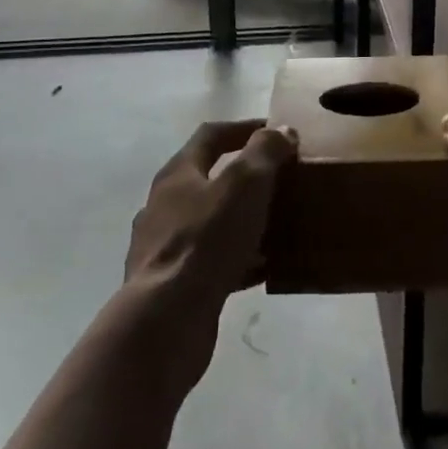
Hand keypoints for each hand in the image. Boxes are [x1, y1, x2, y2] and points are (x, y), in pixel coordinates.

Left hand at [123, 119, 295, 390]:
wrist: (166, 320)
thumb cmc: (207, 240)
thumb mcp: (245, 183)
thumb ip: (265, 151)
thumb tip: (281, 131)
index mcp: (177, 174)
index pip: (212, 135)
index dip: (246, 128)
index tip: (278, 131)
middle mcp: (164, 205)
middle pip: (210, 179)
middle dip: (248, 177)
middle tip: (283, 179)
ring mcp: (164, 248)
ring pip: (213, 223)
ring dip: (245, 219)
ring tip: (280, 223)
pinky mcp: (172, 285)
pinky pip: (214, 261)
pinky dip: (241, 258)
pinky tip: (266, 267)